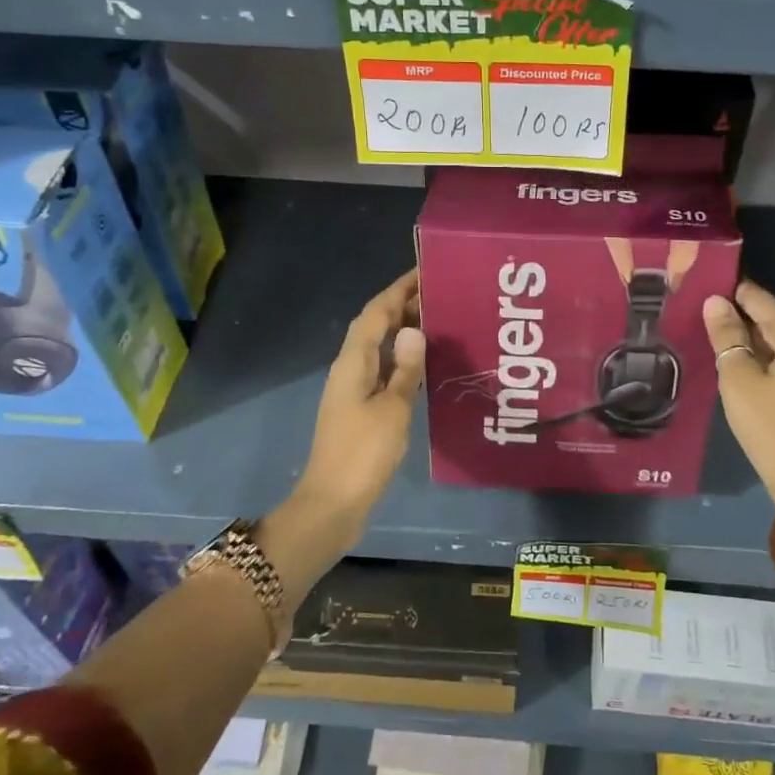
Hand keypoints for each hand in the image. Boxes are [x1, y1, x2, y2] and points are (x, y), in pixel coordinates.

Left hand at [288, 269, 424, 543]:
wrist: (333, 504)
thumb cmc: (363, 453)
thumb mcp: (392, 409)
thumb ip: (406, 368)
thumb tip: (414, 328)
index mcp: (353, 363)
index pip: (375, 313)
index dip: (398, 290)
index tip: (424, 271)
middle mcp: (350, 369)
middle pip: (375, 326)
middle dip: (403, 306)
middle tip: (441, 294)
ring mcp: (353, 391)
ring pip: (380, 348)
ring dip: (404, 331)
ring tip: (439, 321)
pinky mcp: (361, 410)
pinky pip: (384, 370)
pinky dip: (404, 359)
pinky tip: (426, 365)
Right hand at [704, 281, 774, 506]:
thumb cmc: (773, 428)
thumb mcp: (739, 380)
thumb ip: (726, 337)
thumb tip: (714, 302)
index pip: (759, 299)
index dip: (729, 293)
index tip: (702, 290)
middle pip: (774, 321)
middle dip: (740, 321)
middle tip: (702, 322)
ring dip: (754, 345)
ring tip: (718, 346)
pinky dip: (770, 364)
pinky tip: (746, 373)